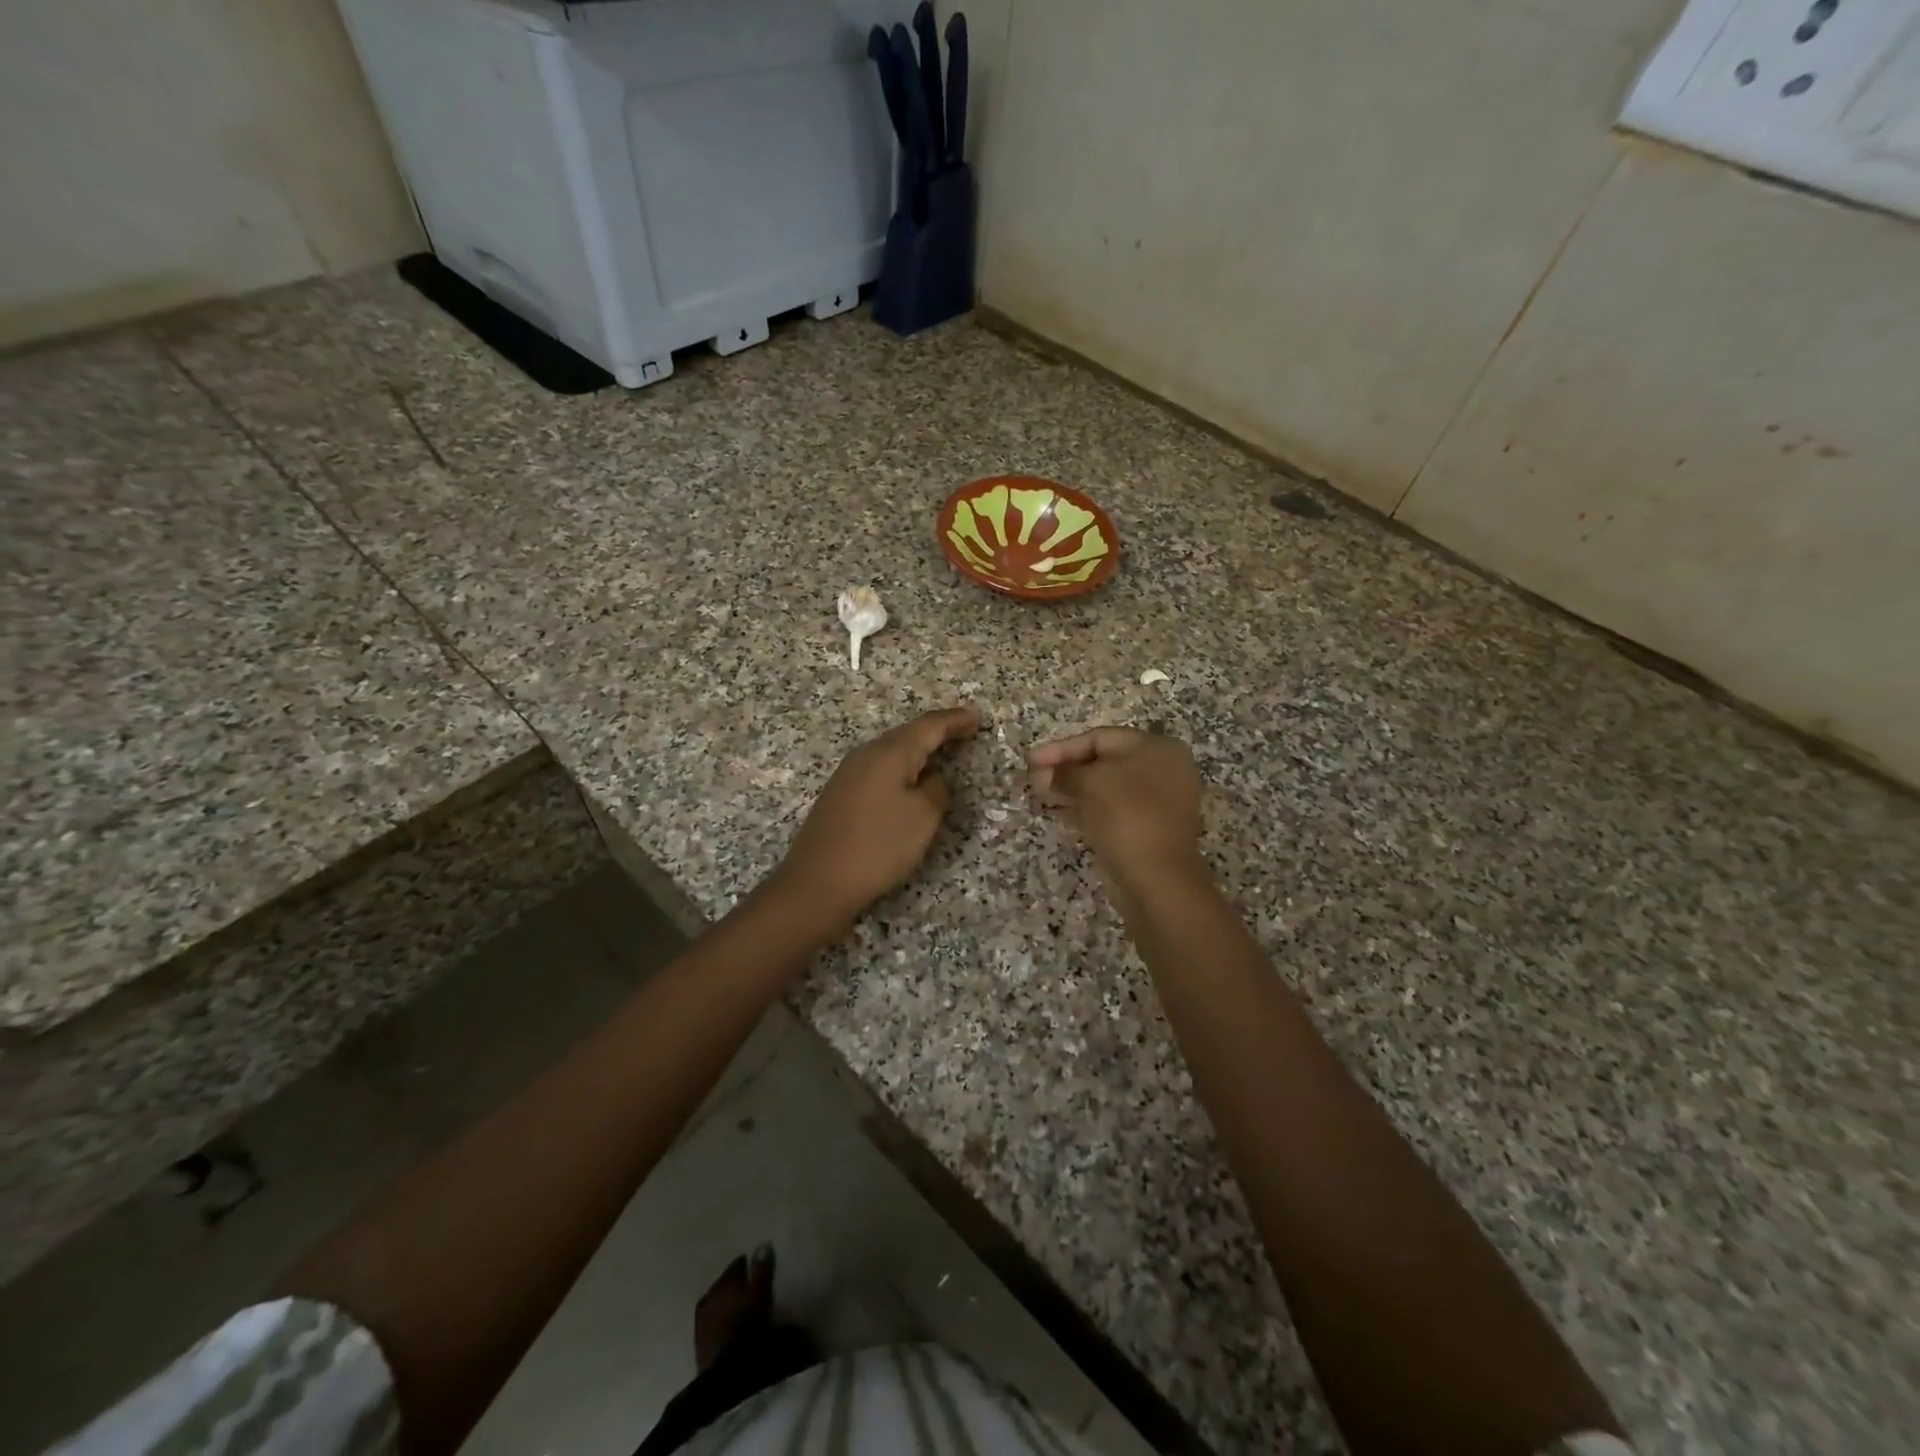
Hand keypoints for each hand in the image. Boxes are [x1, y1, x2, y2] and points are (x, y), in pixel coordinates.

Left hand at [773, 706, 980, 929]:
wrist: (818, 881)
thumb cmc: (878, 846)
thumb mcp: (923, 817)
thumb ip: (936, 789)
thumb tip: (930, 778)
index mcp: (890, 753)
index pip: (929, 726)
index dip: (955, 720)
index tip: (977, 717)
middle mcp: (866, 754)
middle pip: (908, 734)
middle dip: (937, 731)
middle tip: (965, 731)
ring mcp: (849, 773)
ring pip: (891, 751)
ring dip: (918, 749)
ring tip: (942, 753)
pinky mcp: (840, 794)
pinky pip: (879, 769)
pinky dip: (902, 767)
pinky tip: (909, 780)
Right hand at [1028, 727, 1204, 887]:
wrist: (1157, 878)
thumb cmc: (1125, 816)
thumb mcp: (1088, 783)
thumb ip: (1064, 773)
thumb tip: (1047, 775)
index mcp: (1156, 748)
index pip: (1099, 738)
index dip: (1061, 748)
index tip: (1030, 760)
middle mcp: (1163, 769)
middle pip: (1104, 761)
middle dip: (1065, 770)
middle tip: (1033, 780)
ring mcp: (1159, 801)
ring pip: (1107, 788)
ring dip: (1072, 790)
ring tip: (1041, 796)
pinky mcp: (1150, 828)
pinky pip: (1113, 810)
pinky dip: (1087, 808)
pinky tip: (1060, 813)